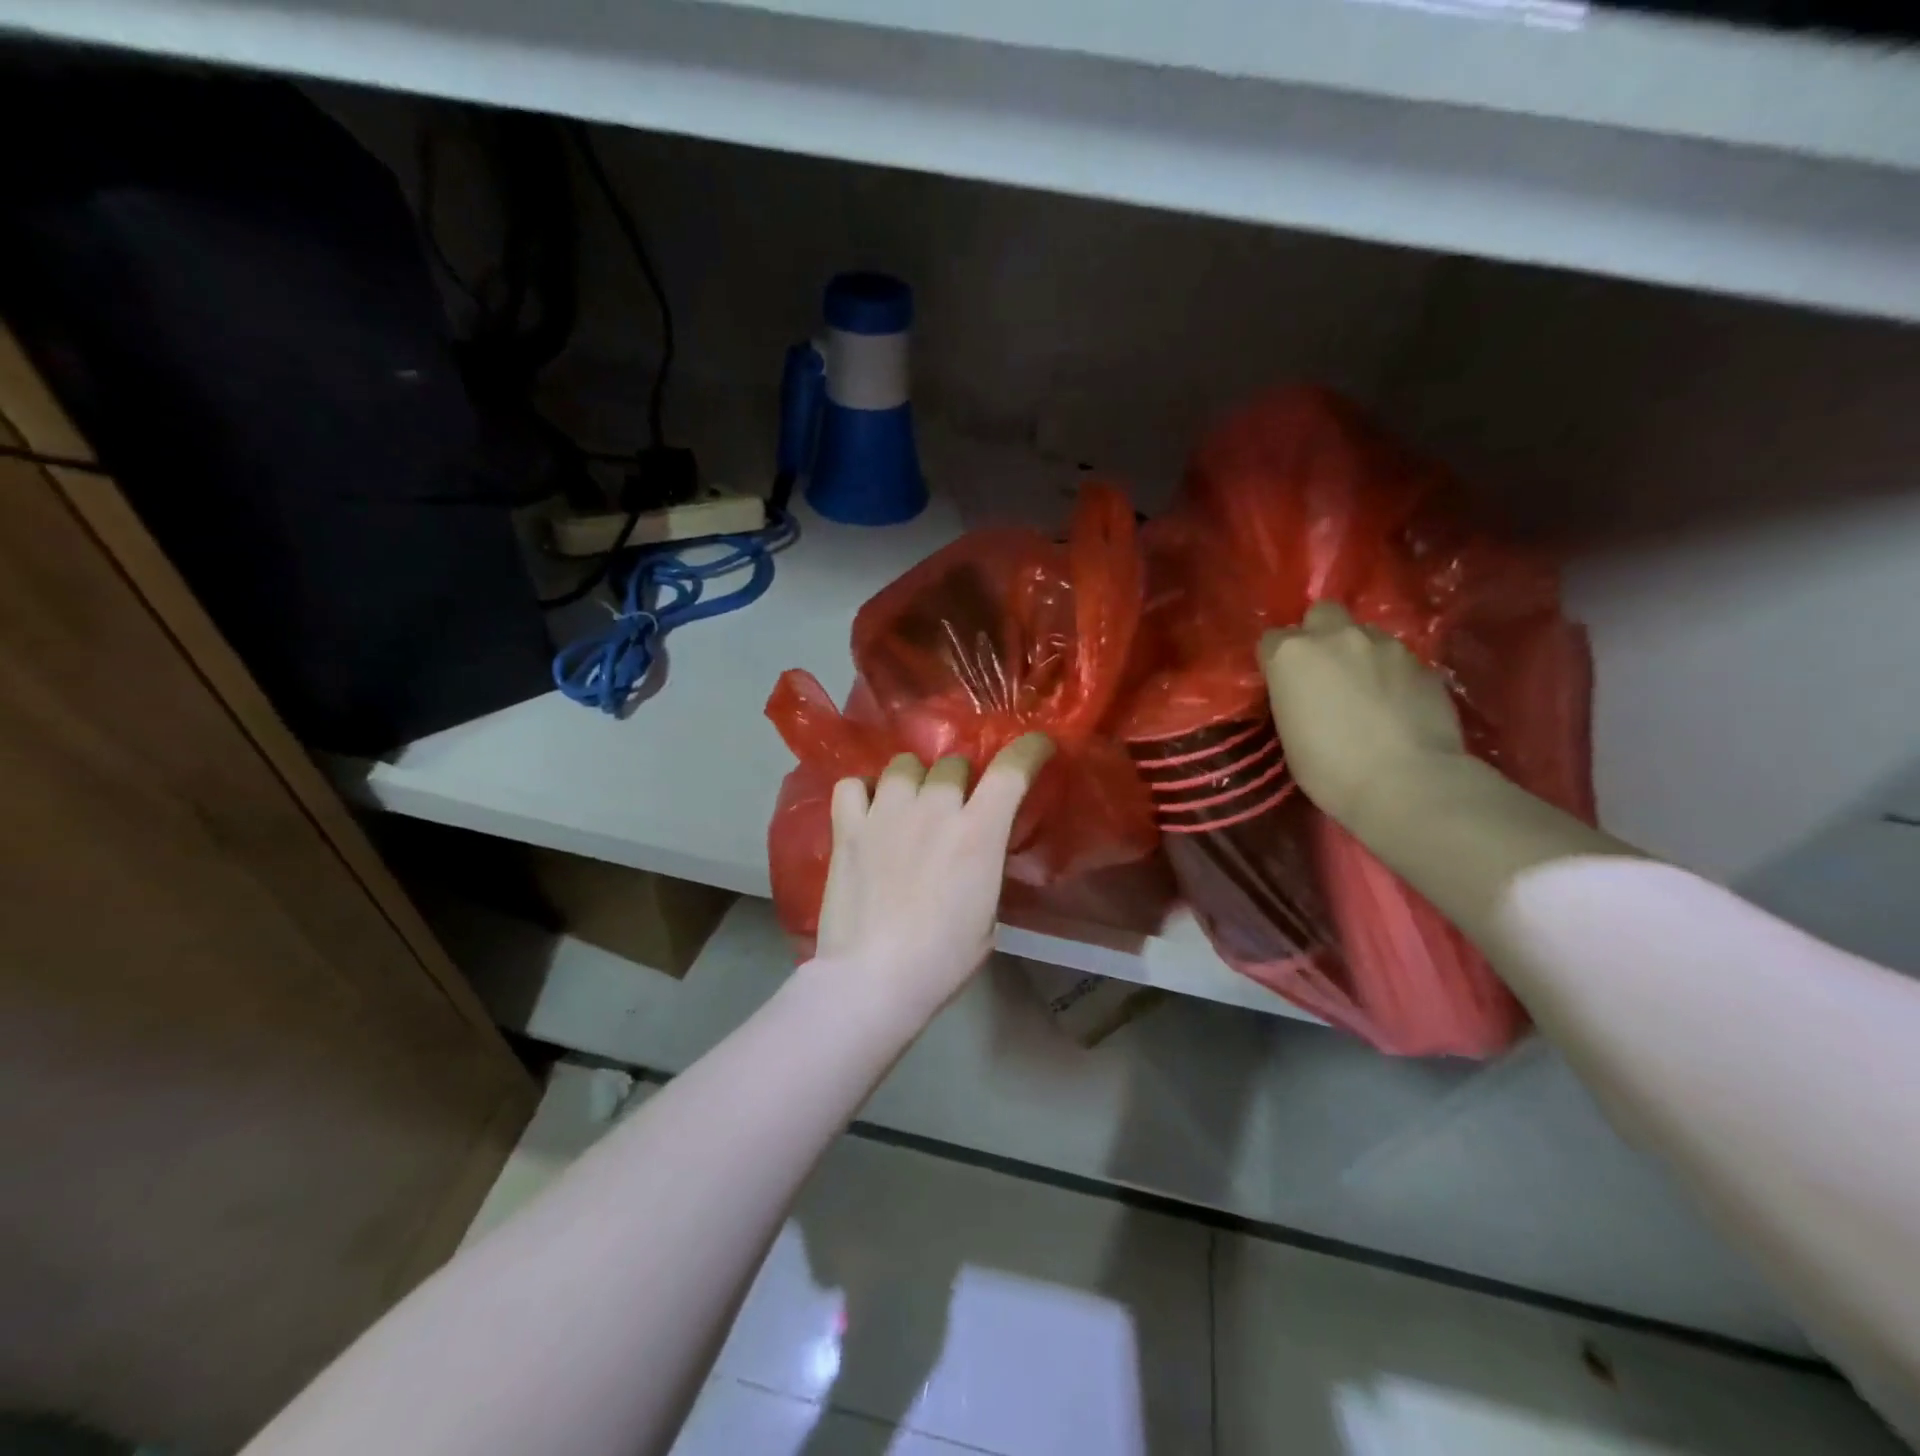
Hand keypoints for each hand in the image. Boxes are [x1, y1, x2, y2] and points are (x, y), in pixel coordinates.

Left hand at [815, 733, 1054, 1017]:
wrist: (875, 978)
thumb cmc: (944, 958)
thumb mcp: (988, 915)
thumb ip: (984, 867)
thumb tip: (975, 850)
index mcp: (978, 832)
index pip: (1010, 770)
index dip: (1028, 750)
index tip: (1037, 747)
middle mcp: (933, 808)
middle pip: (951, 763)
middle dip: (959, 778)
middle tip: (954, 804)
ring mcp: (886, 813)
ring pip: (903, 765)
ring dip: (913, 779)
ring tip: (908, 802)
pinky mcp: (847, 828)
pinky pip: (851, 785)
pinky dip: (862, 791)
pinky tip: (867, 809)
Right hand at [1260, 602, 1465, 832]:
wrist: (1407, 783)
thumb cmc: (1329, 768)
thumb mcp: (1289, 733)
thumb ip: (1293, 696)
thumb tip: (1306, 691)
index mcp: (1292, 654)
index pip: (1271, 639)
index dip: (1275, 661)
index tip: (1281, 683)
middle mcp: (1337, 637)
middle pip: (1321, 614)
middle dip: (1319, 634)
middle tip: (1324, 670)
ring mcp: (1385, 646)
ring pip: (1365, 633)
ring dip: (1359, 653)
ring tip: (1366, 689)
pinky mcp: (1424, 663)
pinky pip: (1399, 660)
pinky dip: (1392, 675)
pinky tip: (1396, 705)